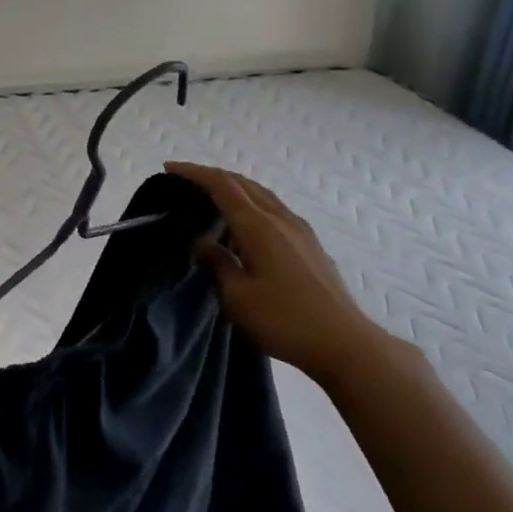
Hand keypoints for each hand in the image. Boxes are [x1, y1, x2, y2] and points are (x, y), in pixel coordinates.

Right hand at [166, 162, 388, 384]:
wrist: (343, 342)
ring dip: (235, 188)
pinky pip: (274, 208)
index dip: (194, 173)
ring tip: (213, 197)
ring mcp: (299, 229)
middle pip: (243, 183)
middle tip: (186, 181)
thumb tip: (203, 242)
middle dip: (213, 176)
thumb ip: (216, 263)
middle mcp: (280, 218)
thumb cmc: (283, 320)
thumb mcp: (237, 297)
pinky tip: (246, 224)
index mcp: (258, 226)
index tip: (169, 168)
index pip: (222, 185)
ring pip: (262, 194)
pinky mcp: (310, 243)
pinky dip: (252, 203)